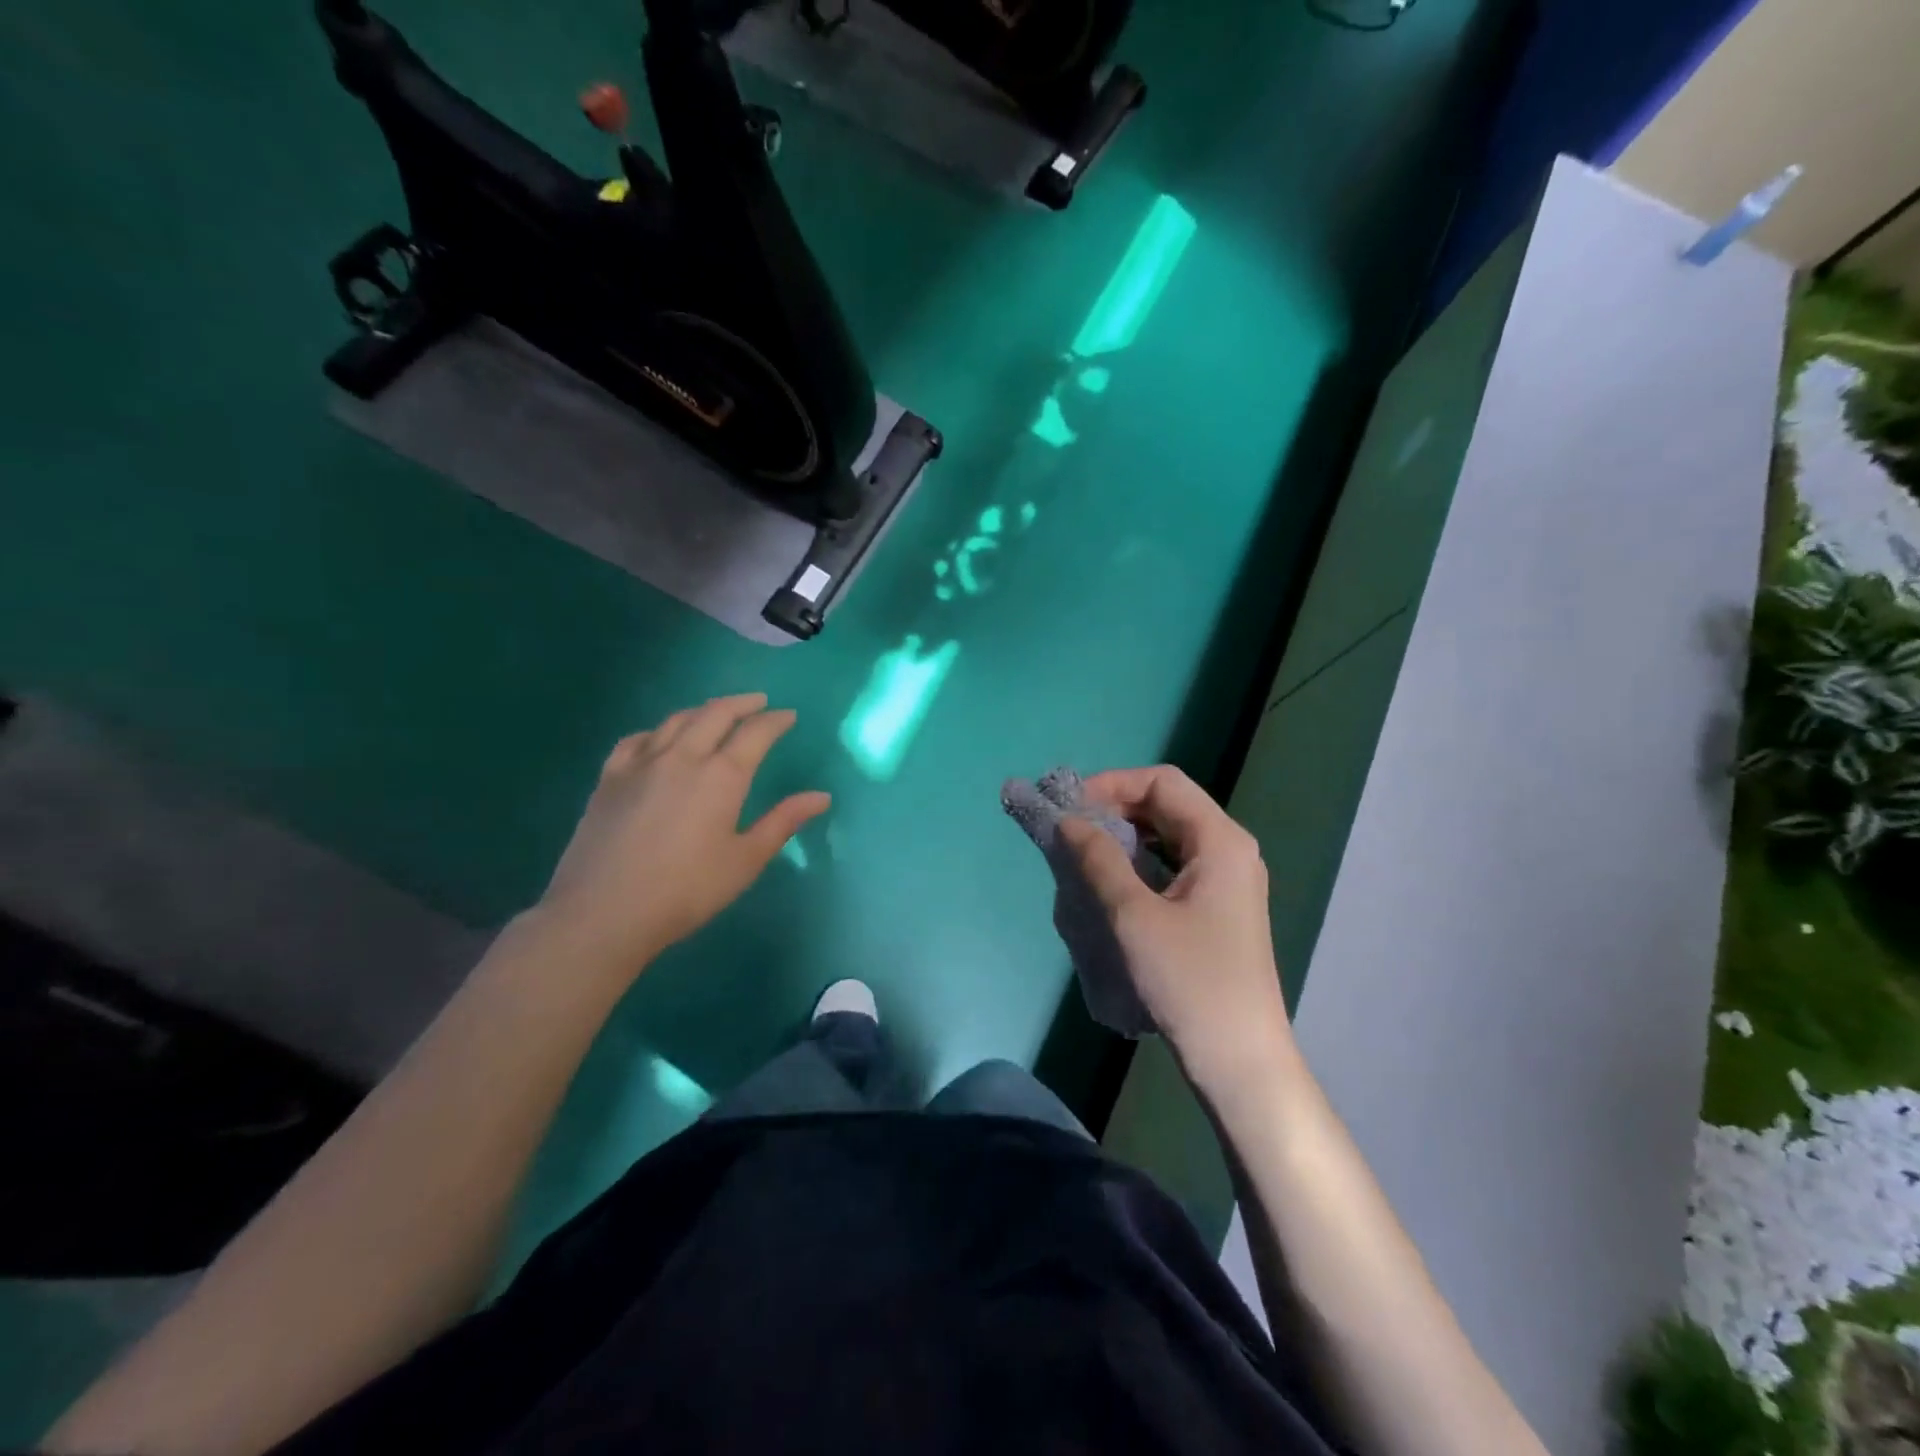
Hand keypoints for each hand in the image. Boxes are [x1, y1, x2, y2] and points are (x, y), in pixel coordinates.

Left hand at [539, 694, 829, 970]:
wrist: (603, 912)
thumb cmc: (686, 890)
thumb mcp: (745, 860)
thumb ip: (783, 822)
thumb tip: (822, 796)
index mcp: (722, 776)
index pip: (756, 733)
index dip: (775, 720)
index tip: (789, 716)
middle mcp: (683, 757)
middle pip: (716, 714)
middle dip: (742, 704)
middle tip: (758, 702)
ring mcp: (641, 763)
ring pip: (677, 720)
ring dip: (703, 710)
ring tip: (717, 713)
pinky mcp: (609, 777)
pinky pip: (637, 738)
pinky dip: (659, 730)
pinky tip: (661, 738)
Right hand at [1060, 766, 1292, 1087]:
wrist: (1240, 1060)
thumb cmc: (1190, 982)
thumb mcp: (1133, 916)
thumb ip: (1098, 859)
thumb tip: (1067, 821)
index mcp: (1220, 840)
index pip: (1162, 782)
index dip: (1112, 784)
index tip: (1071, 808)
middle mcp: (1229, 850)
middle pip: (1166, 805)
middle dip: (1115, 809)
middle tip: (1069, 831)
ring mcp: (1226, 880)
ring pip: (1168, 836)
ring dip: (1124, 836)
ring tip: (1082, 854)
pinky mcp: (1217, 908)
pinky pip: (1172, 865)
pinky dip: (1138, 863)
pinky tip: (1110, 884)